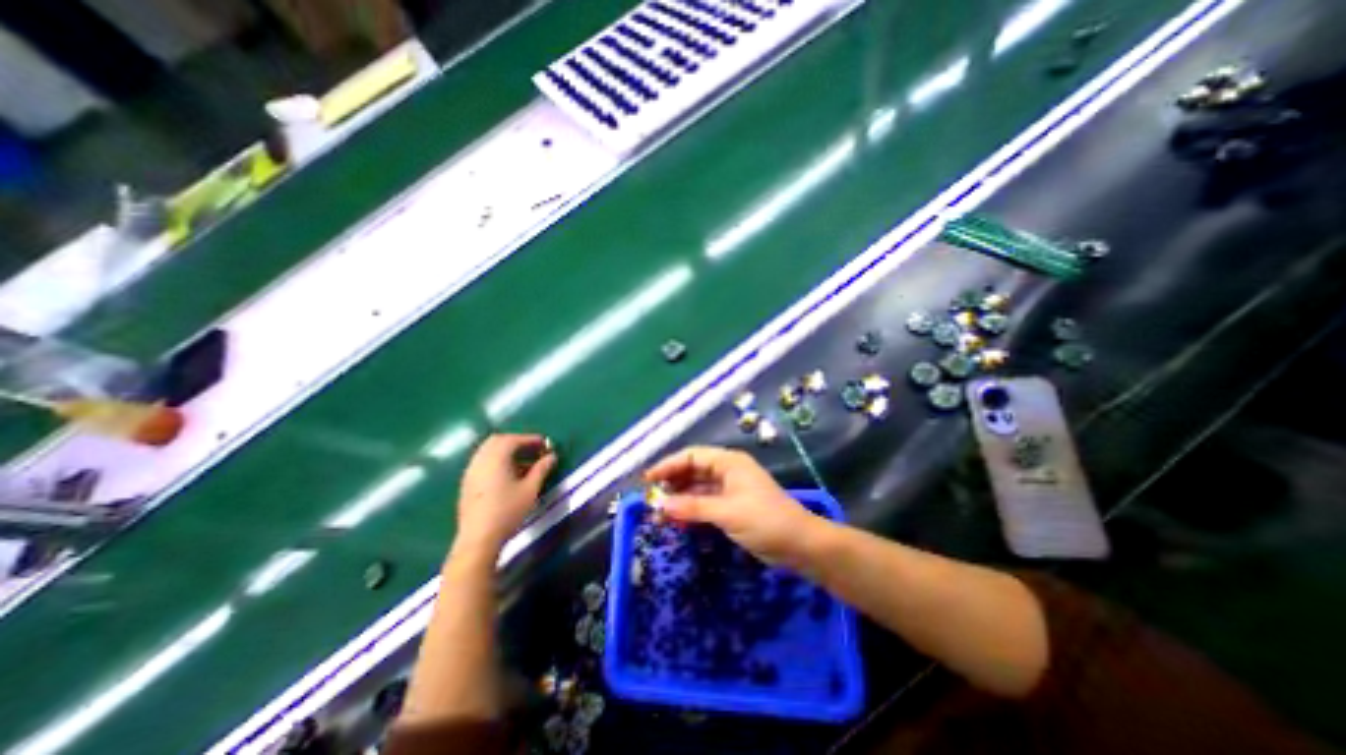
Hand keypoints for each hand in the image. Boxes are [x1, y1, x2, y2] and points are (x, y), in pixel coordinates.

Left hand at [456, 430, 553, 559]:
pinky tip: (509, 474)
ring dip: (506, 451)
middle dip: (517, 441)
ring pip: (488, 451)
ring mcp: (471, 471)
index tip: (545, 444)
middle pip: (497, 441)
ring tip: (523, 462)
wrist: (478, 538)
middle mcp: (480, 460)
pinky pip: (483, 462)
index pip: (513, 439)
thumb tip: (552, 456)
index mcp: (495, 458)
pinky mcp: (467, 483)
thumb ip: (541, 469)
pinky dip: (497, 460)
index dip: (530, 439)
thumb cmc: (507, 511)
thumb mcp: (530, 489)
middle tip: (533, 450)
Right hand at [643, 444, 820, 562]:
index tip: (647, 480)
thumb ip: (693, 507)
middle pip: (694, 470)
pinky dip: (692, 509)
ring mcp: (731, 489)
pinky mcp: (733, 506)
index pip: (692, 456)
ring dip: (680, 497)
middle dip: (672, 482)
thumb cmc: (765, 520)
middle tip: (651, 498)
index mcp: (729, 462)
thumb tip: (661, 506)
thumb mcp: (727, 512)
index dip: (668, 465)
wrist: (800, 544)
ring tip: (660, 511)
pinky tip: (678, 519)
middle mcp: (728, 470)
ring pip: (699, 487)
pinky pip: (706, 502)